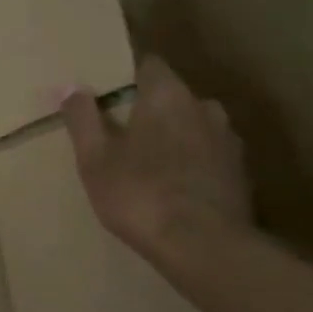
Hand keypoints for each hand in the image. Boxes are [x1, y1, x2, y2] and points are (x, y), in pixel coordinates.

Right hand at [59, 56, 253, 268]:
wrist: (203, 246)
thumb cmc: (139, 194)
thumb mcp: (95, 159)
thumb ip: (83, 118)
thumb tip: (71, 88)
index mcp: (167, 95)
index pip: (149, 65)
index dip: (128, 78)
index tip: (110, 99)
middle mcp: (204, 107)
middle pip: (173, 97)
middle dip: (151, 112)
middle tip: (125, 139)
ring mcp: (228, 140)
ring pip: (195, 128)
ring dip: (176, 139)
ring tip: (152, 169)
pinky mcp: (241, 173)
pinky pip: (210, 158)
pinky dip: (194, 166)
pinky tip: (177, 192)